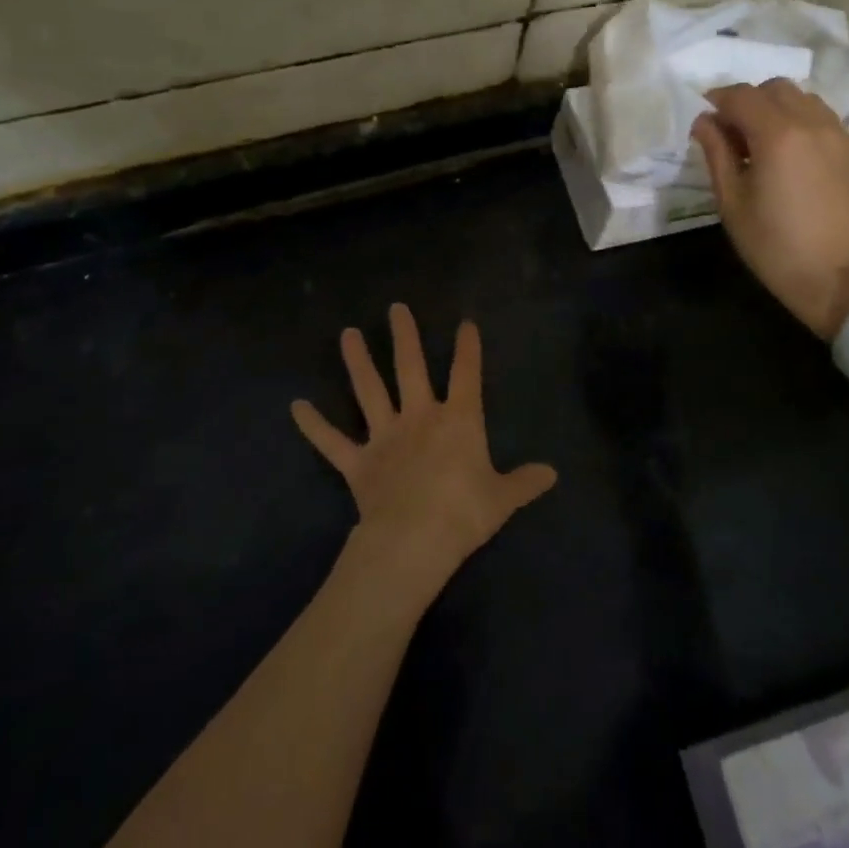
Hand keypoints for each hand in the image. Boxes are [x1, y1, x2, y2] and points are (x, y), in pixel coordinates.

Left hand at [291, 304, 556, 599]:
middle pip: (410, 367)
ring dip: (357, 362)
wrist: (415, 540)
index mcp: (457, 420)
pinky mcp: (358, 462)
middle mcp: (419, 417)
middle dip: (405, 336)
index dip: (467, 348)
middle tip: (395, 308)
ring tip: (347, 334)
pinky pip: (332, 441)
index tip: (465, 323)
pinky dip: (313, 425)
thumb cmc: (464, 513)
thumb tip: (552, 474)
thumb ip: (525, 482)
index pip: (466, 374)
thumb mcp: (502, 498)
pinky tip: (296, 406)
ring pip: (369, 391)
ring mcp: (385, 436)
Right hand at [691, 79, 848, 339]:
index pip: (741, 95)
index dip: (717, 101)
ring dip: (776, 108)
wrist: (843, 280)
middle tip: (731, 132)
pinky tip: (789, 153)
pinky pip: (822, 117)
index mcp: (777, 135)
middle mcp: (812, 123)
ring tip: (761, 142)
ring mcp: (839, 134)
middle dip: (747, 100)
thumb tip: (704, 123)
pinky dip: (799, 121)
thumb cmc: (776, 247)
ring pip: (802, 99)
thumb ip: (717, 154)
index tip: (703, 120)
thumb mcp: (733, 204)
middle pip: (774, 88)